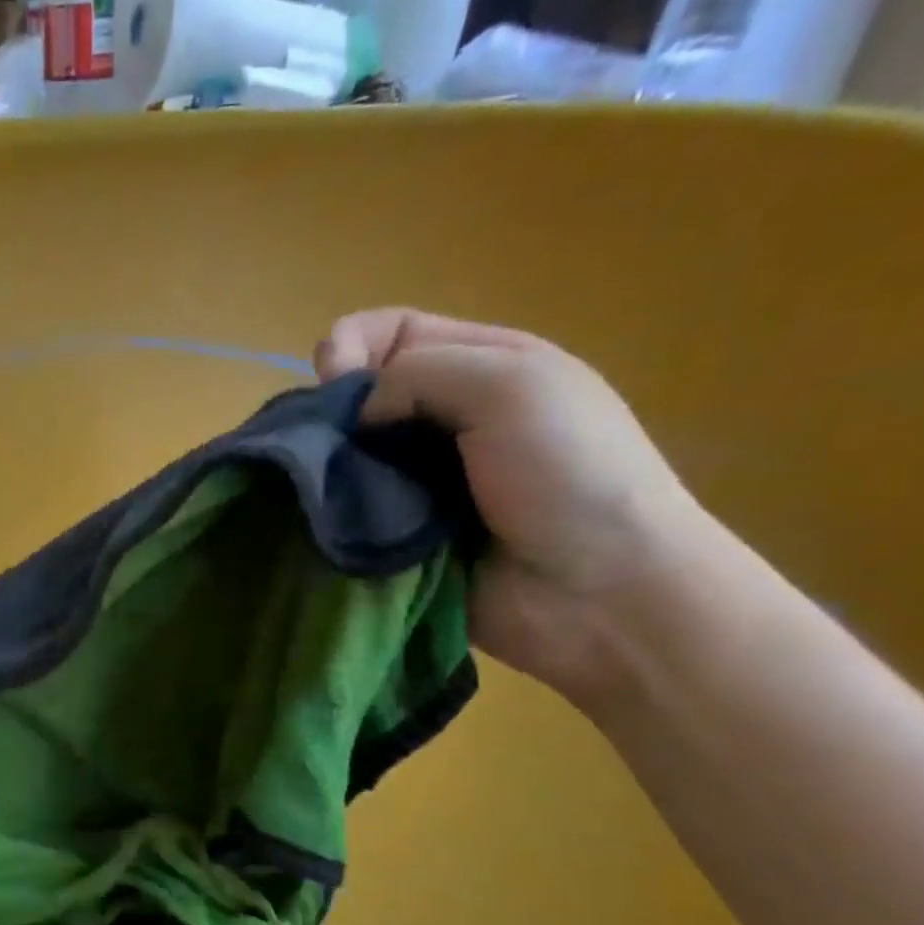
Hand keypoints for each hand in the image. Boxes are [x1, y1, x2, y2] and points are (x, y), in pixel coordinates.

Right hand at [316, 308, 705, 704]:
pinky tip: (333, 524)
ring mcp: (421, 483)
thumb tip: (357, 415)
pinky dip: (338, 517)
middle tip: (324, 449)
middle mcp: (446, 419)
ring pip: (349, 460)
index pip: (391, 333)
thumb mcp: (512, 385)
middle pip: (362, 398)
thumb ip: (420, 373)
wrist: (600, 591)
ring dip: (331, 471)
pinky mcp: (403, 537)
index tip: (331, 385)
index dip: (350, 345)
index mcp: (481, 367)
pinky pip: (353, 516)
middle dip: (332, 415)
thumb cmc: (568, 473)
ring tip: (325, 492)